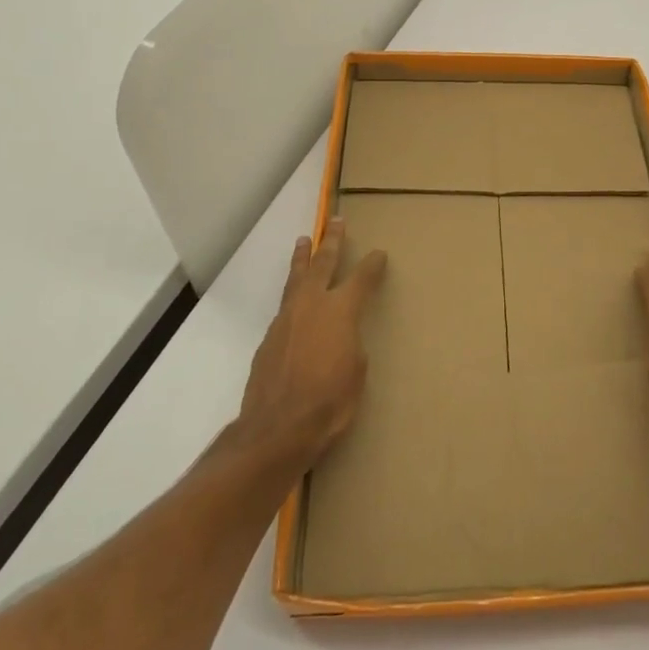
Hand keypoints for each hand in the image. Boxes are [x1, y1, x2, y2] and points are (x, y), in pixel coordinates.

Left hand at [237, 221, 386, 472]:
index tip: (379, 254)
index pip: (361, 278)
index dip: (372, 265)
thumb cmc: (330, 402)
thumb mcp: (356, 373)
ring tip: (304, 241)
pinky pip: (285, 306)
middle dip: (332, 242)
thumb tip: (343, 339)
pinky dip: (293, 295)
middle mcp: (312, 305)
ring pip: (296, 279)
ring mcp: (286, 319)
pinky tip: (295, 300)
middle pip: (323, 263)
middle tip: (335, 221)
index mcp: (341, 311)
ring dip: (303, 259)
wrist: (277, 428)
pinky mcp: (269, 338)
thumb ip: (351, 346)